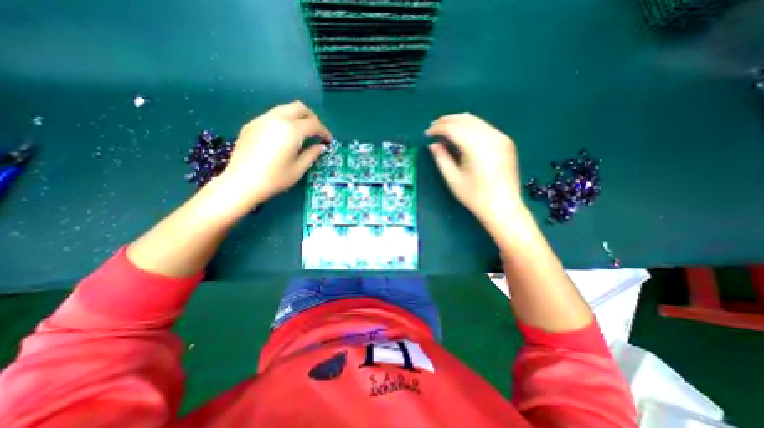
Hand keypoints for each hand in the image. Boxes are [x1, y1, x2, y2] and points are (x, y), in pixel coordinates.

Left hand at [217, 101, 332, 212]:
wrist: (241, 183)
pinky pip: (273, 115)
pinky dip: (284, 121)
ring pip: (285, 109)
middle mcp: (277, 118)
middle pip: (300, 108)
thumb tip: (321, 147)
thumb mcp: (298, 168)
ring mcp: (262, 119)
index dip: (324, 131)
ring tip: (302, 134)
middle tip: (317, 133)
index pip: (314, 124)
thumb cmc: (275, 178)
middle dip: (312, 118)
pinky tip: (284, 137)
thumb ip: (312, 154)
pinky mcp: (252, 124)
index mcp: (291, 130)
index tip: (328, 141)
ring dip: (298, 117)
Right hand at [424, 111, 525, 229]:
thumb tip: (433, 145)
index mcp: (477, 147)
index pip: (453, 128)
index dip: (438, 128)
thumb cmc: (475, 196)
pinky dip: (469, 127)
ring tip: (444, 130)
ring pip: (475, 120)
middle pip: (465, 119)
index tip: (427, 134)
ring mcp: (501, 137)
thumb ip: (441, 158)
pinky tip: (461, 135)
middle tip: (433, 128)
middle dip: (446, 121)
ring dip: (457, 122)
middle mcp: (491, 136)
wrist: (503, 207)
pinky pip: (484, 127)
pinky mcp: (505, 141)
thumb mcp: (453, 179)